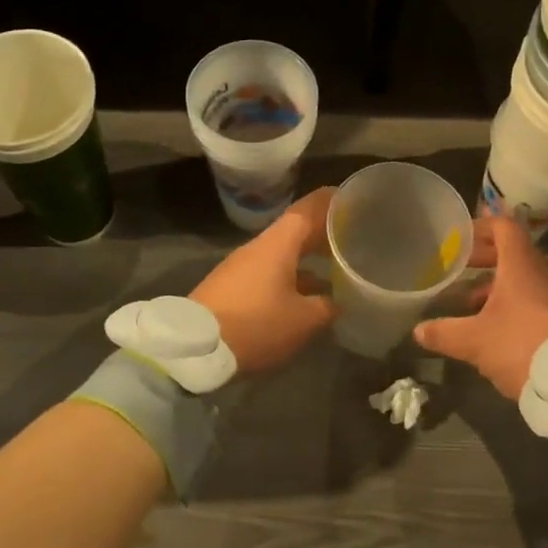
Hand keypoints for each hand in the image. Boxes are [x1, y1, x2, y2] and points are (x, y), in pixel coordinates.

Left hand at [191, 187, 338, 373]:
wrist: (194, 349)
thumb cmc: (255, 325)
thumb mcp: (302, 320)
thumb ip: (326, 306)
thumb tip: (337, 300)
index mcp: (278, 244)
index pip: (308, 208)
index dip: (331, 201)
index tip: (353, 198)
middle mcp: (259, 247)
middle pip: (296, 231)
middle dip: (324, 233)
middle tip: (353, 237)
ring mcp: (242, 266)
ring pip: (282, 253)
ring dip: (307, 258)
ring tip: (334, 270)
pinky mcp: (232, 287)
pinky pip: (269, 272)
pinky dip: (292, 276)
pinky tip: (306, 297)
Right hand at [414, 214, 547, 397]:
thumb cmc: (521, 345)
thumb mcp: (474, 341)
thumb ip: (444, 333)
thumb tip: (418, 330)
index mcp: (521, 265)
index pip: (504, 227)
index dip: (481, 227)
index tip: (459, 237)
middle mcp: (542, 273)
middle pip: (512, 252)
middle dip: (484, 258)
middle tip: (459, 268)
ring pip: (523, 278)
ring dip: (497, 285)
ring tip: (470, 304)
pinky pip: (535, 299)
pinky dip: (513, 303)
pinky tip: (495, 328)